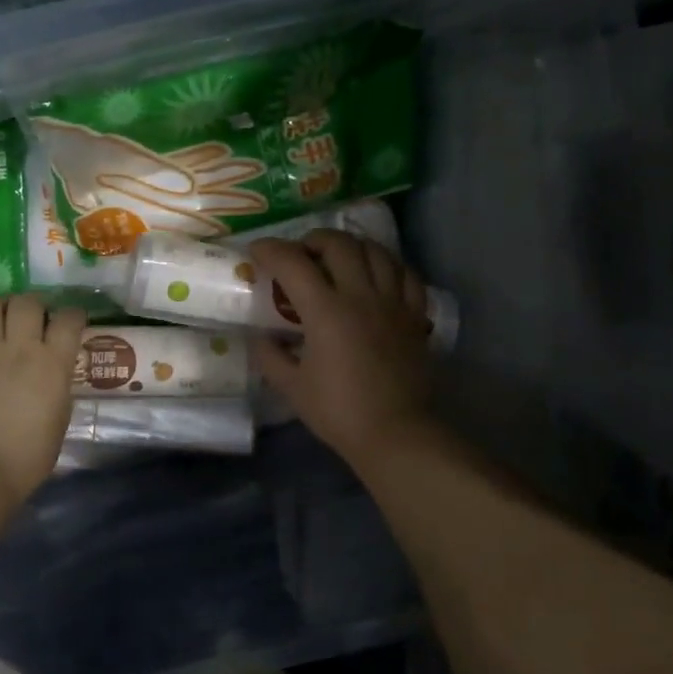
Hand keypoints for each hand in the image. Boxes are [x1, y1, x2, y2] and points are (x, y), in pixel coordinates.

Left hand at [0, 294, 88, 502]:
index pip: (68, 320)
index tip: (71, 320)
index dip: (72, 314)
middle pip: (27, 303)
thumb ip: (58, 388)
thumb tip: (53, 375)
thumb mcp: (59, 419)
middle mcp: (19, 349)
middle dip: (33, 304)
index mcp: (52, 364)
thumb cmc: (28, 457)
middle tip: (32, 316)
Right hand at [249, 231, 434, 467]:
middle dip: (313, 240)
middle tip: (300, 254)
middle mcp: (361, 296)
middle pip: (339, 244)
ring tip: (338, 258)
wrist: (395, 433)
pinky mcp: (415, 316)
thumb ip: (270, 356)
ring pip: (376, 251)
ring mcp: (393, 303)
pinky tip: (376, 274)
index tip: (257, 251)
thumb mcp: (292, 387)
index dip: (270, 250)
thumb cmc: (338, 411)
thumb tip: (261, 338)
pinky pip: (406, 274)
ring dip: (351, 246)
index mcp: (326, 311)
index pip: (293, 262)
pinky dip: (387, 265)